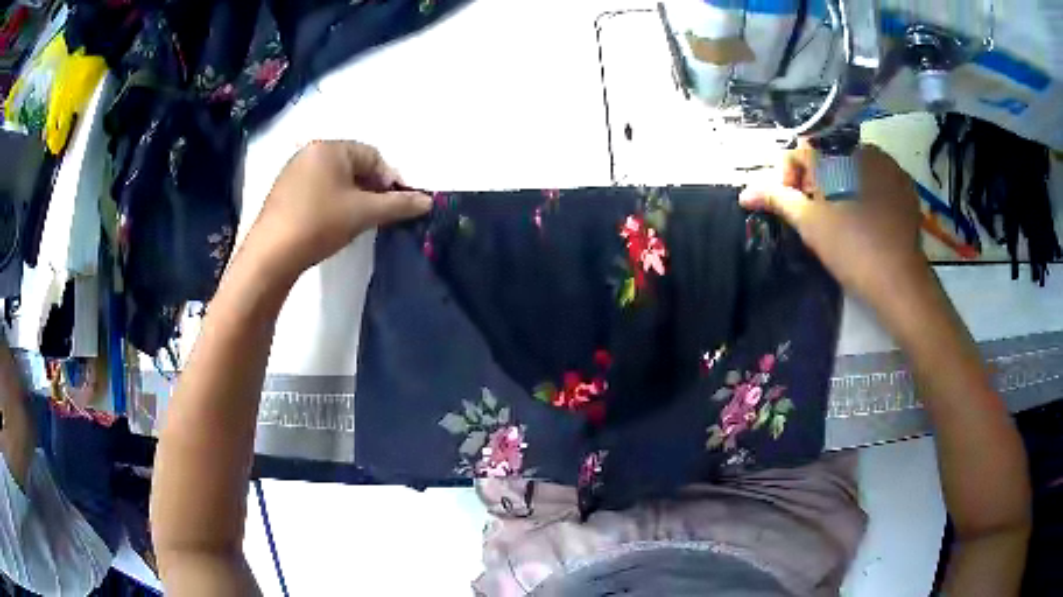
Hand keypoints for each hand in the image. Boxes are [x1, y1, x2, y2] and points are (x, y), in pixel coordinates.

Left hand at [243, 140, 430, 283]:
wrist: (271, 255)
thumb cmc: (320, 223)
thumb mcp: (364, 213)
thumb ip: (398, 204)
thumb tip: (428, 201)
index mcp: (330, 147)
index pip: (372, 155)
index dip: (388, 180)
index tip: (393, 205)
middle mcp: (310, 152)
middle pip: (352, 165)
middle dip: (369, 188)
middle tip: (375, 215)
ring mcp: (292, 171)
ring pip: (334, 179)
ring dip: (350, 196)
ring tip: (353, 221)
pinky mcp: (282, 192)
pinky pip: (315, 189)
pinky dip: (330, 202)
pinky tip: (329, 224)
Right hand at [739, 142, 926, 301]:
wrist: (898, 278)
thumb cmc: (848, 246)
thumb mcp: (808, 223)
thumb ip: (776, 199)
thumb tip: (745, 192)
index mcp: (833, 151)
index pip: (799, 152)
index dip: (789, 177)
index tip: (793, 206)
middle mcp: (861, 147)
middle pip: (828, 157)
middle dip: (817, 182)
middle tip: (817, 216)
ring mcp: (887, 165)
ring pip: (853, 167)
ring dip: (843, 186)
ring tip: (844, 219)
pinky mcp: (904, 184)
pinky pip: (878, 179)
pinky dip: (867, 192)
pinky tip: (868, 219)